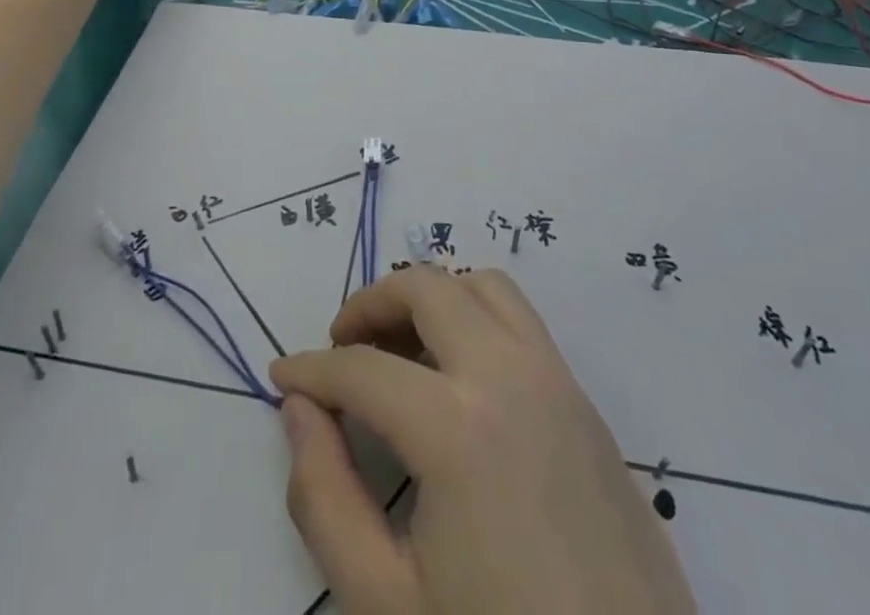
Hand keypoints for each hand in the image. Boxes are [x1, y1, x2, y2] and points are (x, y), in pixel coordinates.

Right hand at [271, 266, 694, 614]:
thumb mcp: (385, 606)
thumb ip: (325, 499)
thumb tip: (300, 411)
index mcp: (458, 425)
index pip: (363, 369)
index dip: (312, 370)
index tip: (282, 376)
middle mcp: (510, 375)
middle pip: (429, 287)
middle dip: (372, 303)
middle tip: (342, 345)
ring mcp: (558, 381)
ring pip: (484, 287)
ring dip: (433, 298)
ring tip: (400, 350)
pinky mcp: (587, 403)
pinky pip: (522, 324)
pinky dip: (476, 318)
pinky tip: (458, 381)